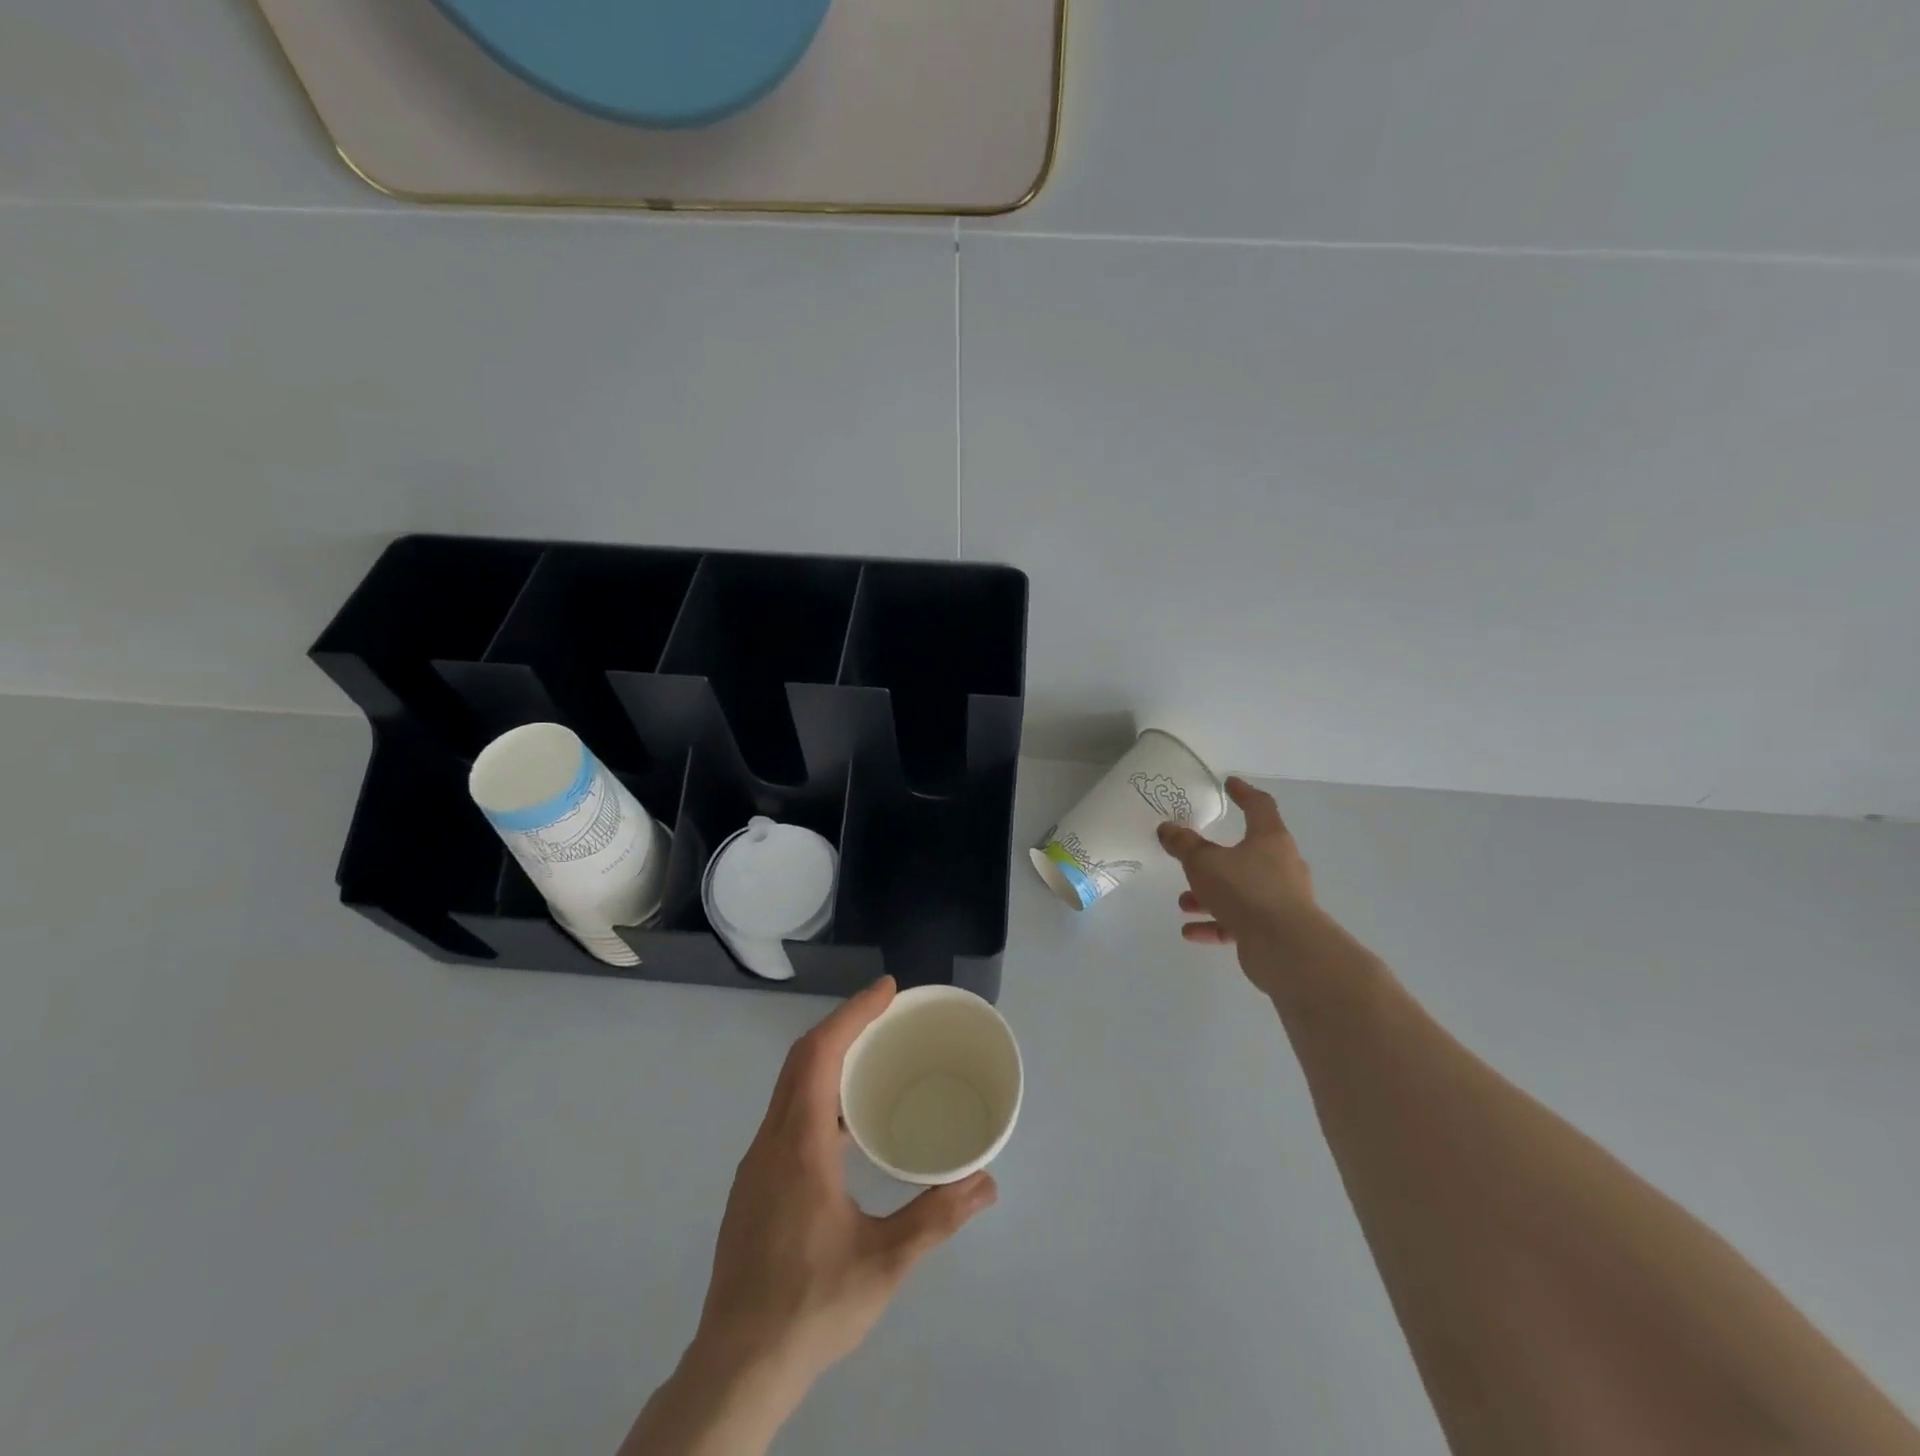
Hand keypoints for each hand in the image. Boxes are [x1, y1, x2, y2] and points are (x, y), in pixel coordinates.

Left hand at [694, 976, 997, 1393]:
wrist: (736, 1368)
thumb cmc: (811, 1306)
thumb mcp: (885, 1262)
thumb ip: (937, 1217)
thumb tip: (986, 1182)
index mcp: (799, 1144)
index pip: (820, 1053)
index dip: (853, 1013)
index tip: (887, 990)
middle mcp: (771, 1141)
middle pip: (801, 1060)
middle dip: (843, 1026)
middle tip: (886, 1014)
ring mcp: (757, 1165)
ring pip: (789, 1088)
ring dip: (828, 1060)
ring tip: (872, 1060)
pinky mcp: (754, 1187)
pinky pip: (786, 1115)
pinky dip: (817, 1094)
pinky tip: (846, 1127)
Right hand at [1158, 777, 1329, 996]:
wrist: (1286, 948)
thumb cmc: (1246, 890)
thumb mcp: (1204, 862)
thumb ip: (1184, 845)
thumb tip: (1168, 828)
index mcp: (1270, 839)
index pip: (1259, 806)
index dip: (1242, 793)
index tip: (1229, 784)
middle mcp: (1281, 865)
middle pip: (1247, 852)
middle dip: (1214, 858)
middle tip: (1191, 859)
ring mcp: (1281, 899)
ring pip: (1240, 889)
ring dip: (1210, 895)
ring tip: (1183, 903)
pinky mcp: (1276, 929)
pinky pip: (1240, 921)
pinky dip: (1216, 923)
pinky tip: (1191, 932)